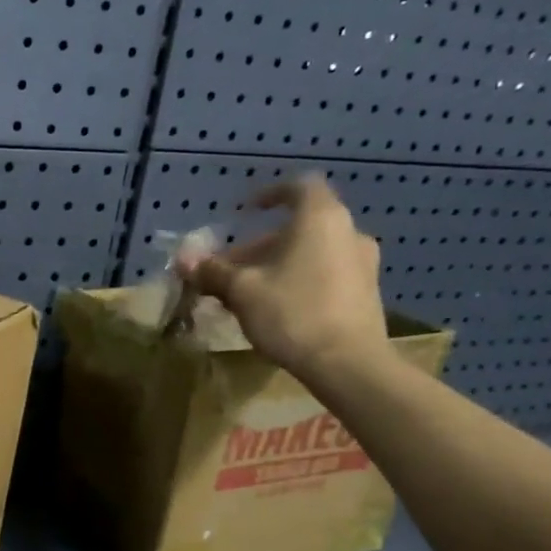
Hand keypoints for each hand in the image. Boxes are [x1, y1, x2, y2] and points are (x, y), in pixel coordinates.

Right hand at [179, 176, 388, 380]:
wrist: (348, 364)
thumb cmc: (292, 313)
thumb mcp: (241, 290)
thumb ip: (212, 271)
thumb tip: (184, 260)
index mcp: (320, 220)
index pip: (300, 186)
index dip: (271, 194)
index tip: (248, 211)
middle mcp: (348, 233)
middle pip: (297, 227)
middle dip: (258, 246)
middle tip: (228, 269)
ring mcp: (362, 264)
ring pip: (309, 253)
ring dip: (276, 265)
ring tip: (245, 292)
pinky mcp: (366, 292)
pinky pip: (324, 273)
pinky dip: (297, 280)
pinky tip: (274, 308)